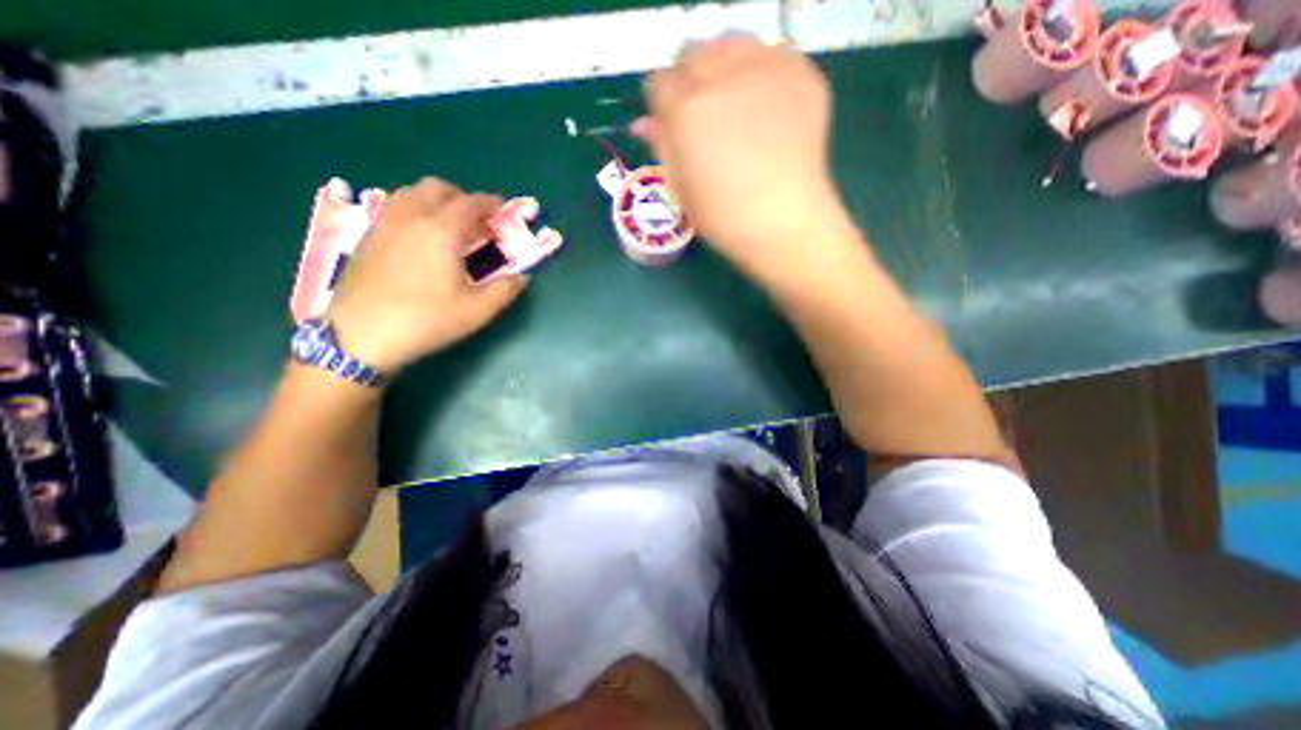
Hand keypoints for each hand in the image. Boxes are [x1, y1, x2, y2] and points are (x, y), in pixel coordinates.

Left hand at [329, 177, 525, 374]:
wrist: (360, 335)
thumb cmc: (426, 320)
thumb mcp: (477, 311)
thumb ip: (505, 290)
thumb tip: (521, 278)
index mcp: (441, 231)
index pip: (470, 203)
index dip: (491, 203)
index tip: (504, 210)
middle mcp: (410, 217)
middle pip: (437, 188)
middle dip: (462, 197)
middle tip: (478, 221)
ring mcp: (384, 225)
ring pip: (411, 193)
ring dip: (436, 201)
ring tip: (450, 226)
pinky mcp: (366, 237)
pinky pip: (394, 208)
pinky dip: (415, 210)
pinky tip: (421, 238)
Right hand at [633, 35, 850, 278]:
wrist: (783, 222)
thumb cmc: (723, 216)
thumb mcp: (680, 188)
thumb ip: (661, 146)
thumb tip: (642, 123)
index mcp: (686, 110)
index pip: (659, 82)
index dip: (662, 104)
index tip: (671, 122)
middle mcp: (722, 77)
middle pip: (693, 54)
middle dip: (690, 82)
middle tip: (704, 116)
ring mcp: (766, 69)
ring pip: (732, 44)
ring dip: (724, 68)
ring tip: (734, 106)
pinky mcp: (800, 73)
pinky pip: (772, 56)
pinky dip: (762, 75)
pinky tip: (767, 110)